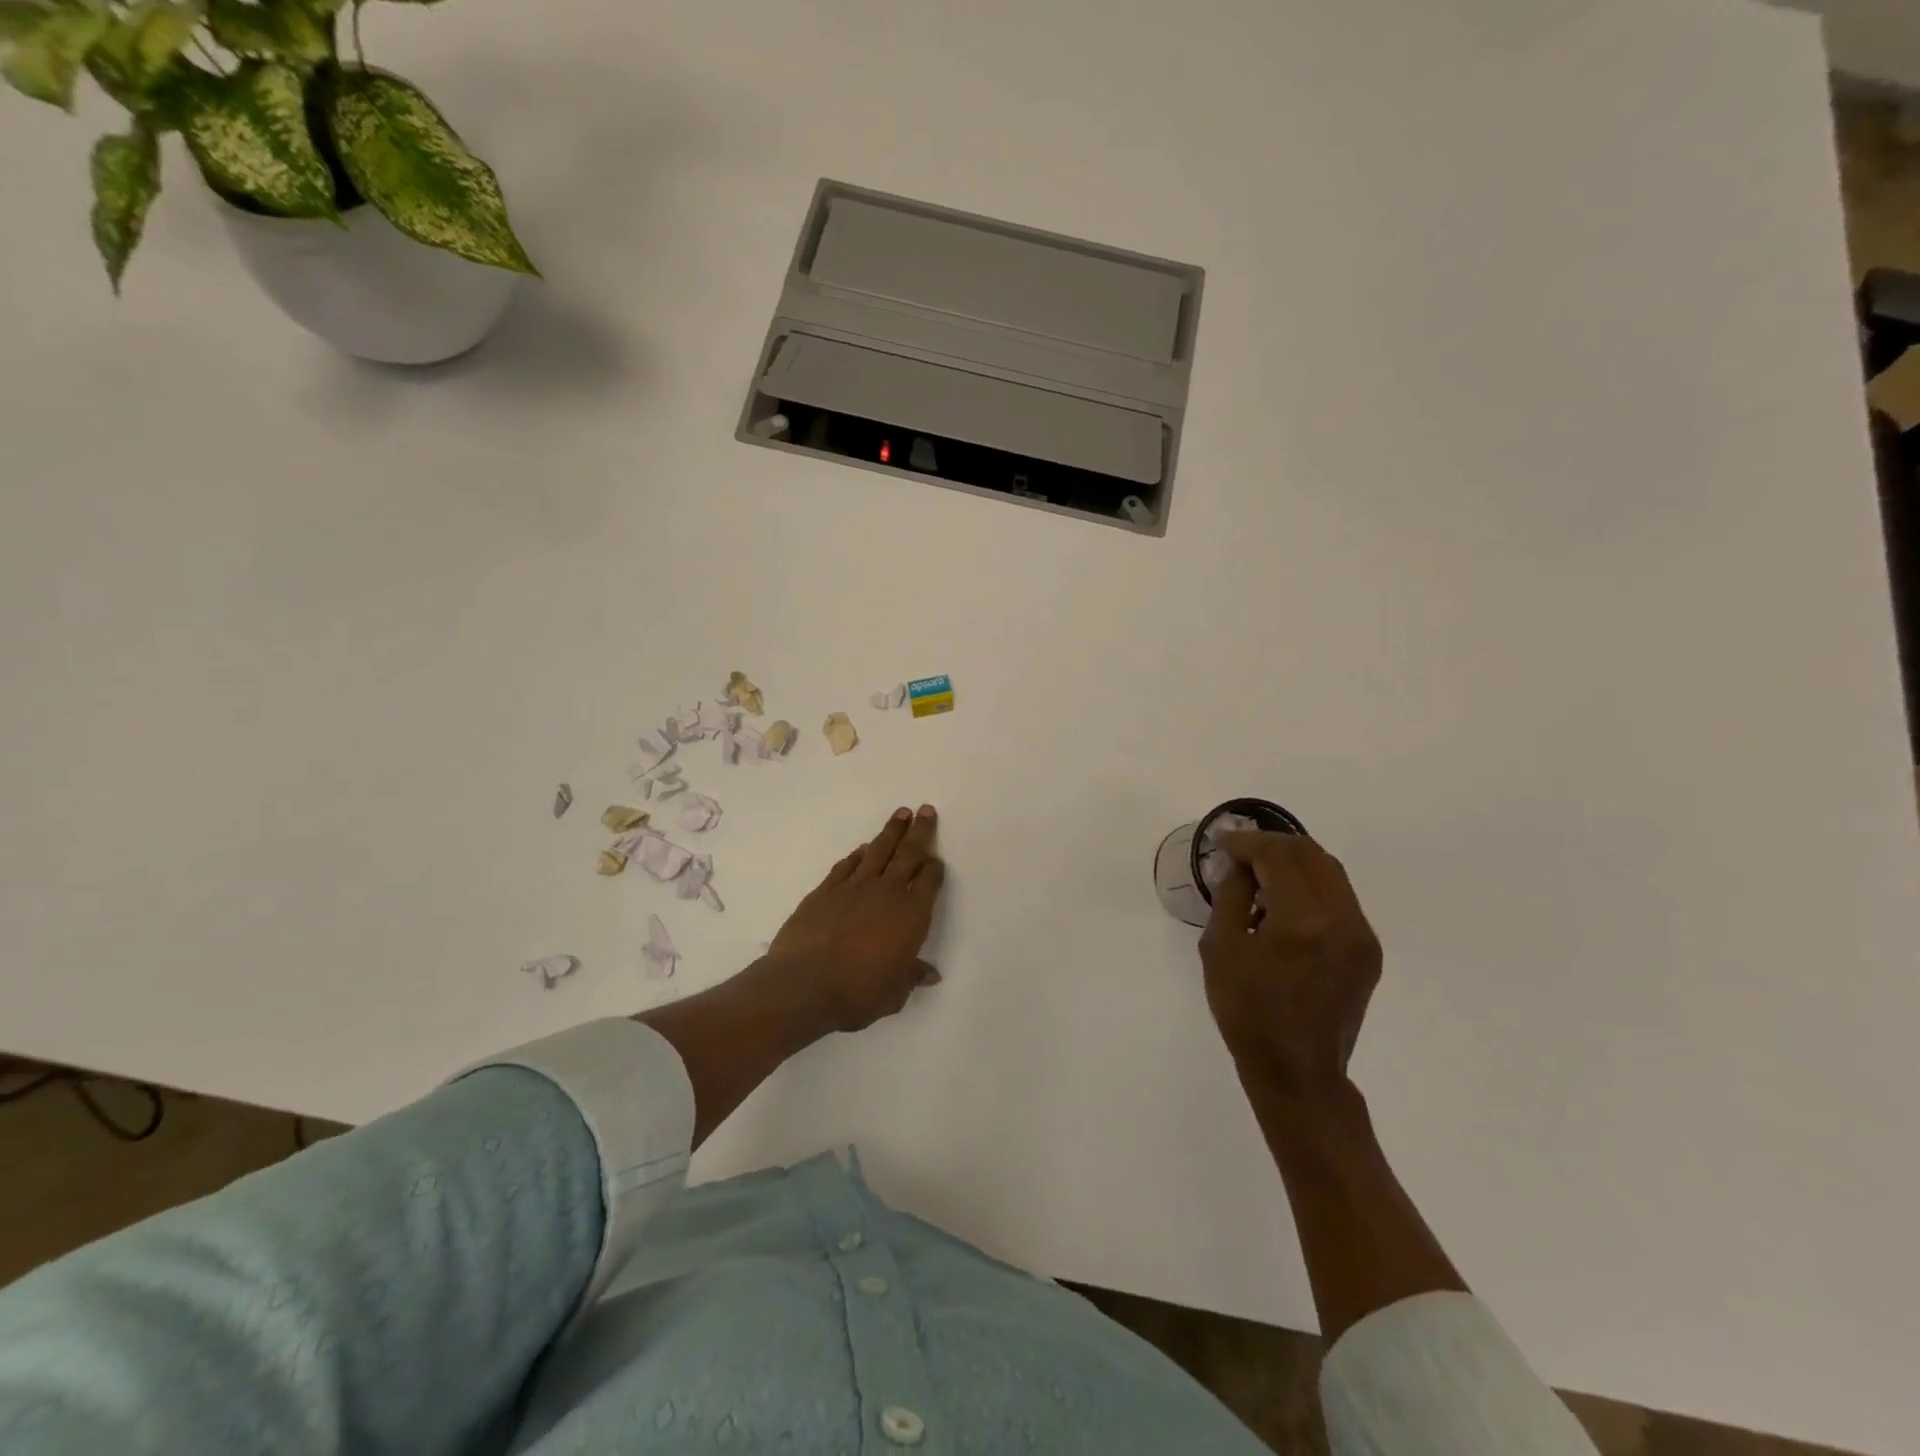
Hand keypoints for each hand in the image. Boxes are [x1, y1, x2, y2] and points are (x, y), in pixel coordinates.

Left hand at [763, 805, 945, 1032]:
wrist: (804, 984)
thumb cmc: (857, 993)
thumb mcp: (893, 993)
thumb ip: (911, 977)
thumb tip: (930, 973)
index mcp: (912, 915)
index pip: (930, 881)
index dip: (935, 868)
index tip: (936, 860)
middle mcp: (888, 892)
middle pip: (908, 854)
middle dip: (920, 831)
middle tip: (925, 810)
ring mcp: (854, 887)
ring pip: (878, 851)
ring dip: (891, 831)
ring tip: (901, 814)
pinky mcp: (826, 890)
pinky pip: (847, 865)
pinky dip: (858, 854)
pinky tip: (863, 848)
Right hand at [1198, 832, 1381, 1098]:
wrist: (1297, 1073)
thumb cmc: (1247, 1012)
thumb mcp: (1220, 948)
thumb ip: (1231, 894)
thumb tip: (1240, 863)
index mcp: (1303, 921)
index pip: (1278, 855)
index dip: (1247, 842)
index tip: (1221, 841)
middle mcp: (1343, 920)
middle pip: (1310, 854)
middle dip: (1272, 845)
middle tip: (1239, 852)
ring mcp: (1362, 936)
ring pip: (1330, 872)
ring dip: (1292, 863)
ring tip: (1258, 875)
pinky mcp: (1368, 950)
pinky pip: (1339, 898)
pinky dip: (1309, 886)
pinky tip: (1281, 903)